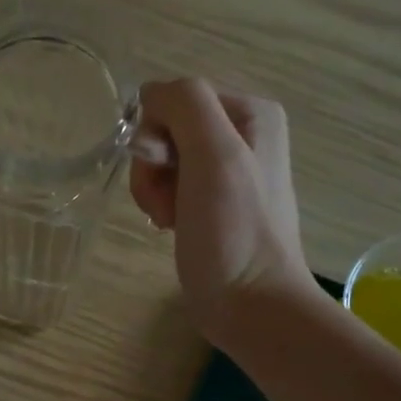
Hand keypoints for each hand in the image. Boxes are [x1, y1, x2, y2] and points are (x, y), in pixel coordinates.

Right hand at [129, 79, 310, 337]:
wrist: (251, 305)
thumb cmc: (233, 233)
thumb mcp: (214, 156)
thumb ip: (185, 105)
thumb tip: (149, 95)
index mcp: (251, 113)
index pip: (175, 99)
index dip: (156, 135)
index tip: (165, 174)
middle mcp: (244, 135)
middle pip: (168, 129)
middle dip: (154, 167)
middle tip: (167, 205)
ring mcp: (229, 172)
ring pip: (165, 160)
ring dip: (154, 190)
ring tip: (170, 220)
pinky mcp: (214, 205)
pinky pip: (173, 186)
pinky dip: (163, 205)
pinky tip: (172, 227)